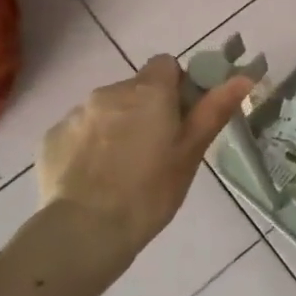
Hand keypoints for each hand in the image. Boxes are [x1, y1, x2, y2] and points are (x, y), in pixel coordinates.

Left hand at [28, 56, 251, 283]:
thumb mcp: (190, 153)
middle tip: (156, 151)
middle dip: (146, 110)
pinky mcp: (51, 138)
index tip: (180, 118)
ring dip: (116, 127)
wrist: (85, 231)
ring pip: (105, 110)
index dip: (177, 87)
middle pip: (135, 89)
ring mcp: (76, 114)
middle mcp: (109, 92)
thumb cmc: (150, 192)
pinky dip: (89, 146)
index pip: (166, 65)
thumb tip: (244, 77)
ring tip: (121, 170)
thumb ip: (214, 110)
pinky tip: (94, 179)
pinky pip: (79, 132)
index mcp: (148, 92)